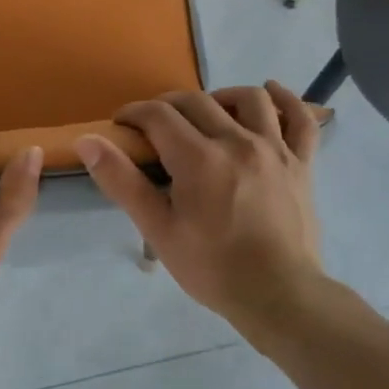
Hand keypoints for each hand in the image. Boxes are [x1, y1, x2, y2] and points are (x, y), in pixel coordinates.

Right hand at [76, 83, 324, 329]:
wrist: (279, 296)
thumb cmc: (212, 267)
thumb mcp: (157, 229)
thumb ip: (122, 181)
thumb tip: (87, 141)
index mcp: (199, 158)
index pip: (158, 115)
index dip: (134, 113)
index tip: (121, 125)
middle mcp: (238, 142)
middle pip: (197, 101)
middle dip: (167, 105)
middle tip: (152, 126)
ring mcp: (275, 150)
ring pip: (249, 99)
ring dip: (219, 97)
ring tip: (205, 114)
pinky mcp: (301, 164)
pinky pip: (301, 119)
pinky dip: (287, 100)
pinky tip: (270, 93)